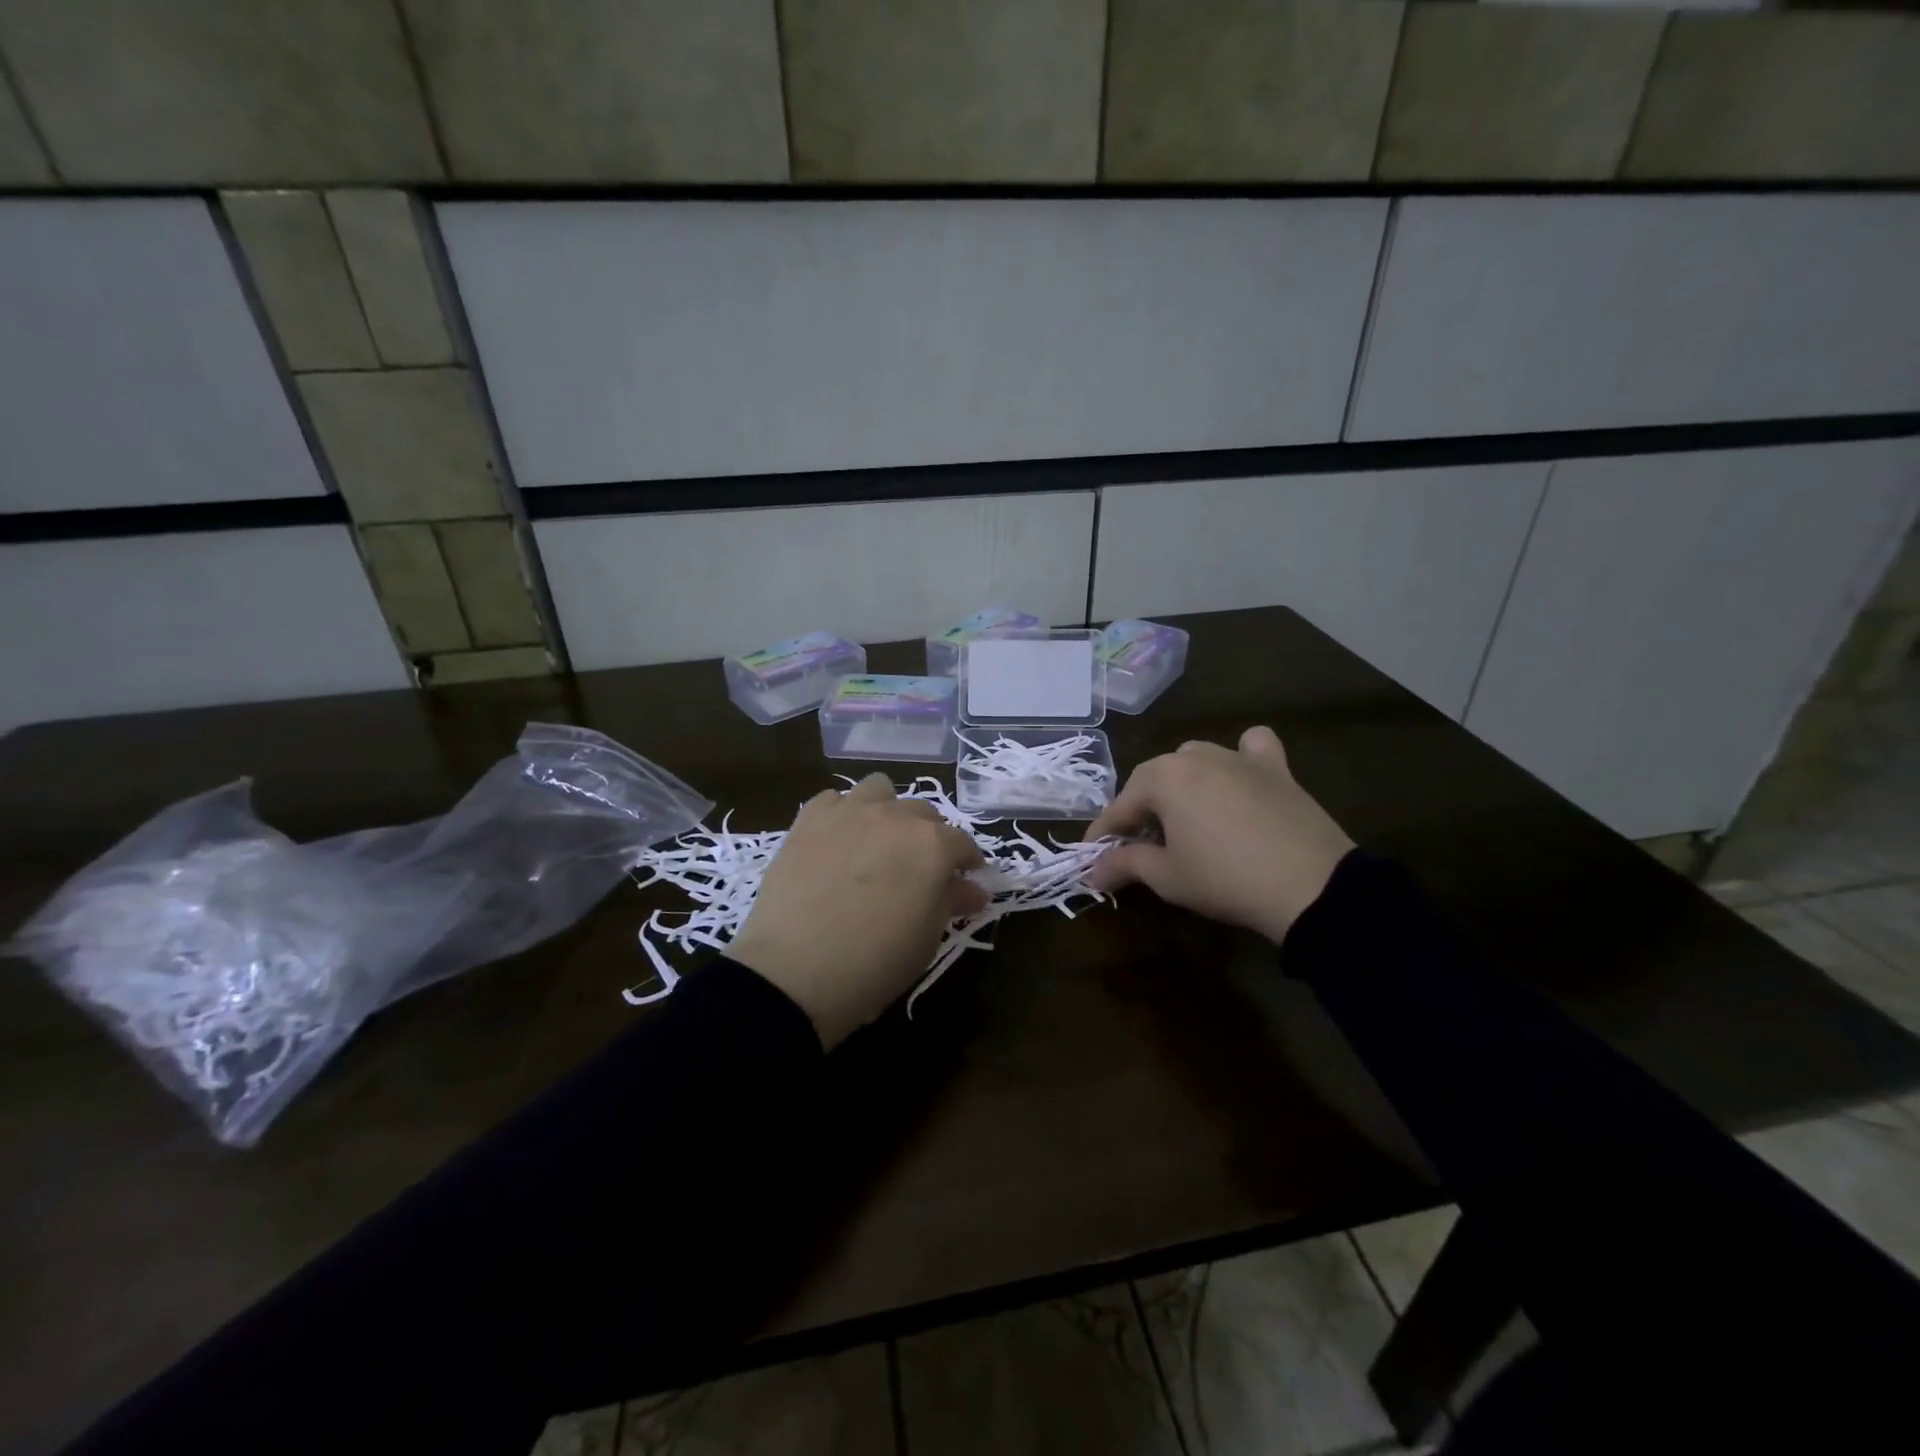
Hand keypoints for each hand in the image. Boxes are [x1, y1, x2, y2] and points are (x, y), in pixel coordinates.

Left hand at [728, 774, 988, 1049]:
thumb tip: (972, 890)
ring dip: (887, 811)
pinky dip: (842, 815)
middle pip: (924, 813)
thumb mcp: (926, 939)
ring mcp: (850, 811)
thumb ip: (951, 902)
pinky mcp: (809, 818)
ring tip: (877, 842)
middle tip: (917, 870)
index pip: (963, 844)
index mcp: (934, 845)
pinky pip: (834, 800)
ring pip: (879, 790)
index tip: (964, 882)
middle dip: (928, 838)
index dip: (966, 864)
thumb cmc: (875, 963)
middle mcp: (896, 816)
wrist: (795, 970)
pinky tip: (837, 843)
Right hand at [1083, 726, 1355, 943]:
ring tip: (1184, 818)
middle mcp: (1195, 756)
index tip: (1091, 856)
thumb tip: (1091, 872)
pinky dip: (1241, 757)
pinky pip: (1252, 748)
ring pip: (1195, 760)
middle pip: (1154, 780)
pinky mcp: (1275, 768)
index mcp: (1162, 778)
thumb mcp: (1167, 877)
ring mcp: (1238, 757)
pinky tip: (1240, 777)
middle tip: (1139, 845)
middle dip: (1141, 810)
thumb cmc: (1224, 879)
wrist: (1310, 886)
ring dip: (1181, 784)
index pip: (1120, 807)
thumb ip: (1125, 865)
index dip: (1103, 834)